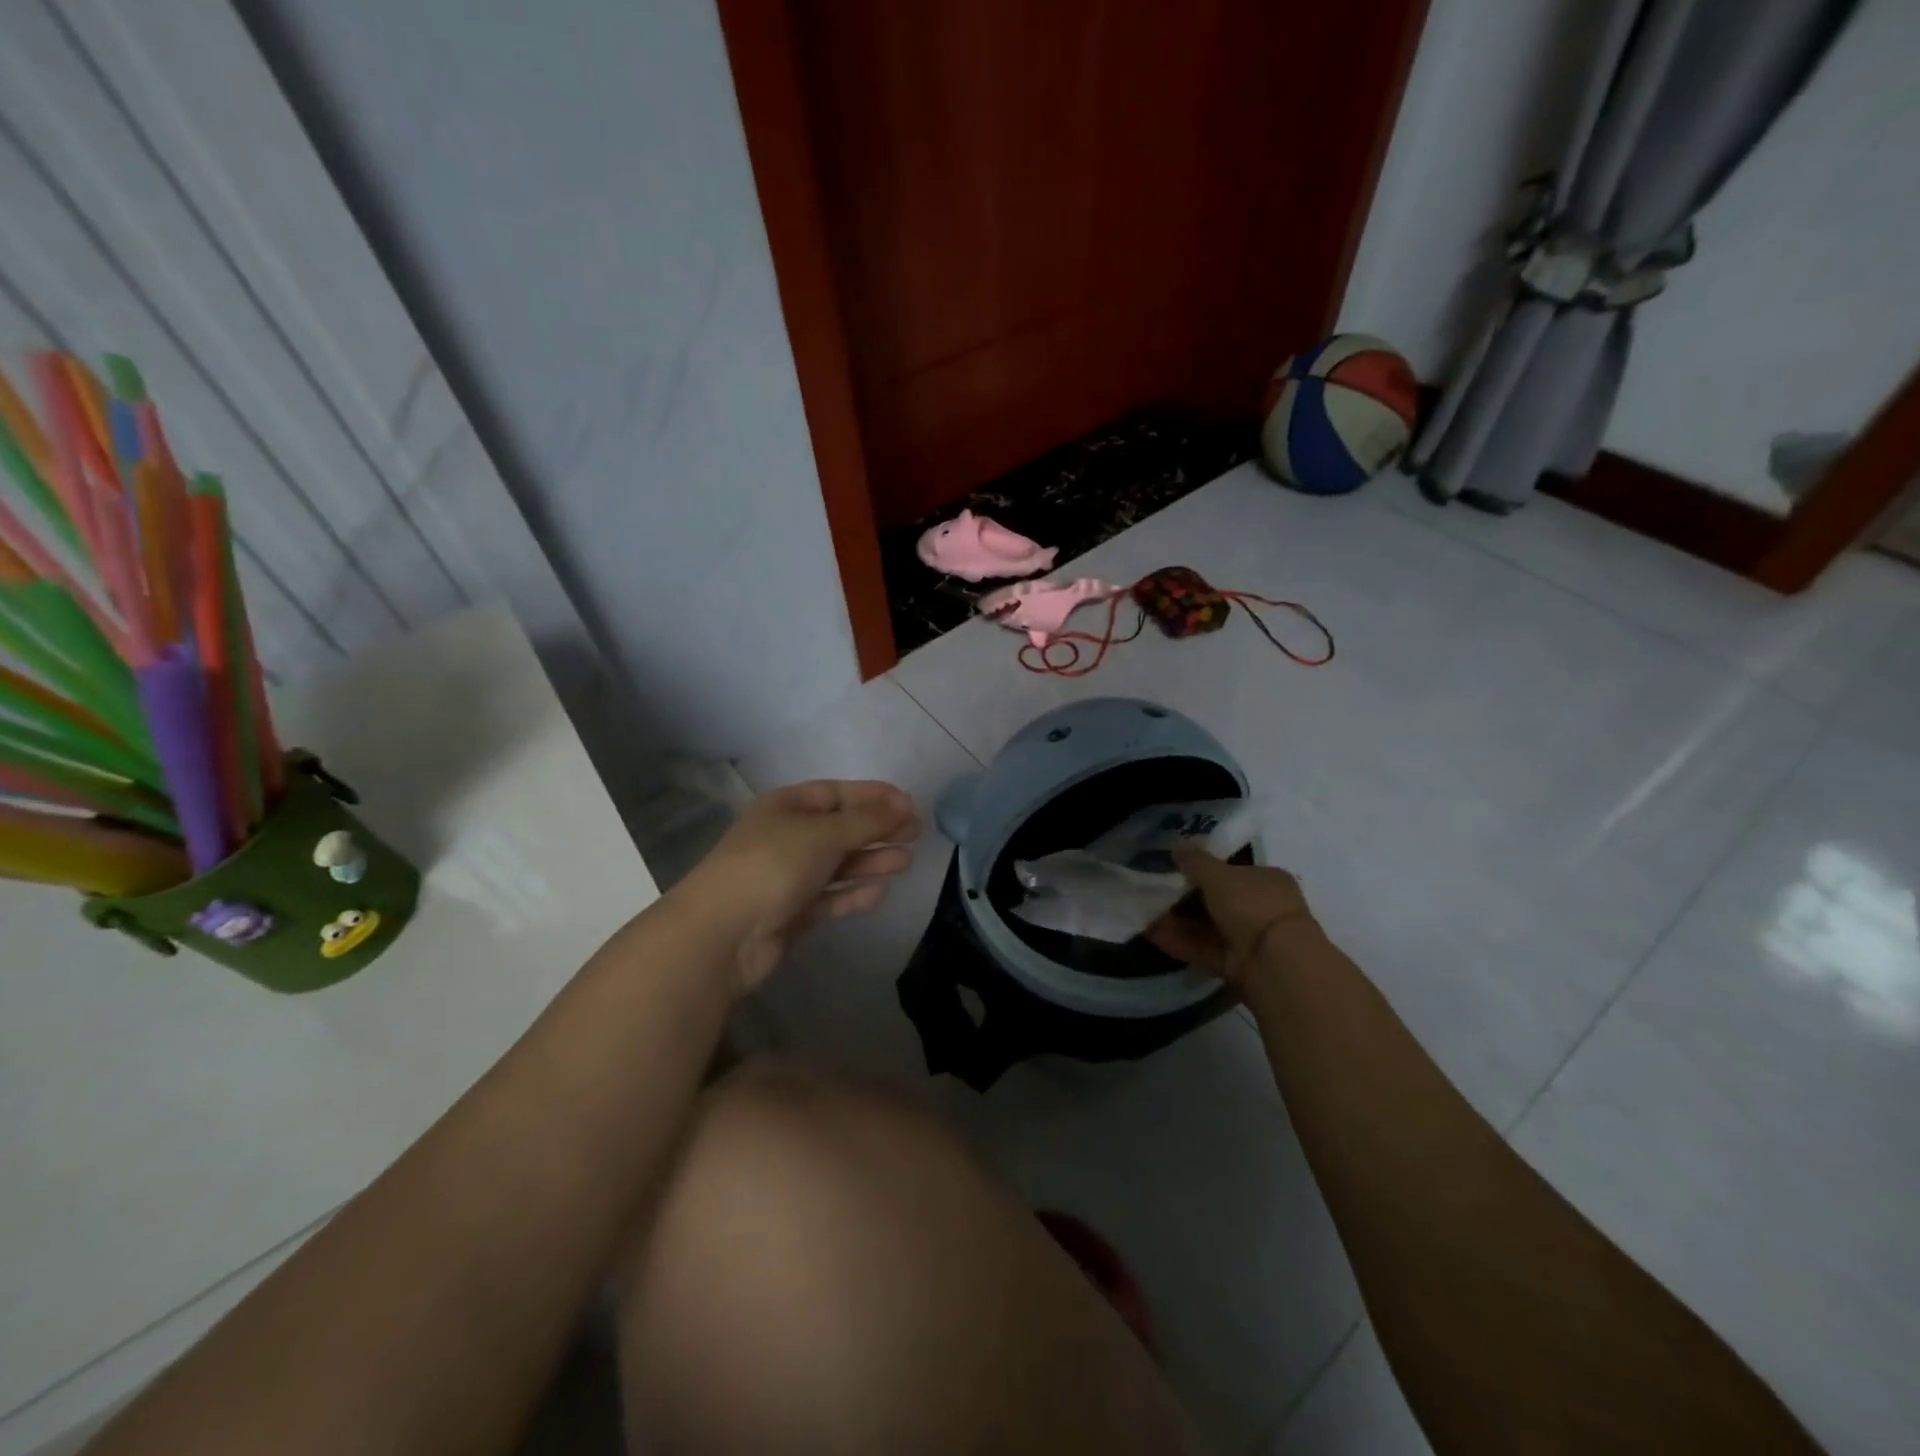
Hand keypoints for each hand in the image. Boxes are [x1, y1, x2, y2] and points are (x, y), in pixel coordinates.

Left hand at [678, 780, 921, 995]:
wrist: (722, 934)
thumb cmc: (772, 866)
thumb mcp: (823, 833)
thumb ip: (867, 821)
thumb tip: (905, 805)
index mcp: (787, 807)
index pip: (836, 793)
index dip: (873, 796)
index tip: (910, 804)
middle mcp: (787, 837)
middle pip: (841, 828)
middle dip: (878, 829)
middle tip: (916, 833)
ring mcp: (788, 877)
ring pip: (838, 864)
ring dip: (871, 861)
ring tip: (907, 862)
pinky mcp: (792, 913)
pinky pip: (830, 898)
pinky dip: (853, 894)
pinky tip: (880, 893)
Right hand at [1146, 846, 1317, 988]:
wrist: (1275, 963)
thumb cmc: (1252, 905)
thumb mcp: (1219, 874)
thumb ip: (1195, 861)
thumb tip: (1177, 848)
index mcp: (1266, 880)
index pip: (1231, 872)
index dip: (1201, 871)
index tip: (1173, 872)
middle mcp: (1260, 909)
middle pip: (1216, 901)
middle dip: (1184, 899)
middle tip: (1153, 894)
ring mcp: (1249, 939)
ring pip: (1207, 927)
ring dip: (1177, 921)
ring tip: (1145, 915)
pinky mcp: (1236, 965)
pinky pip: (1204, 948)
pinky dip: (1180, 942)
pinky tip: (1152, 935)